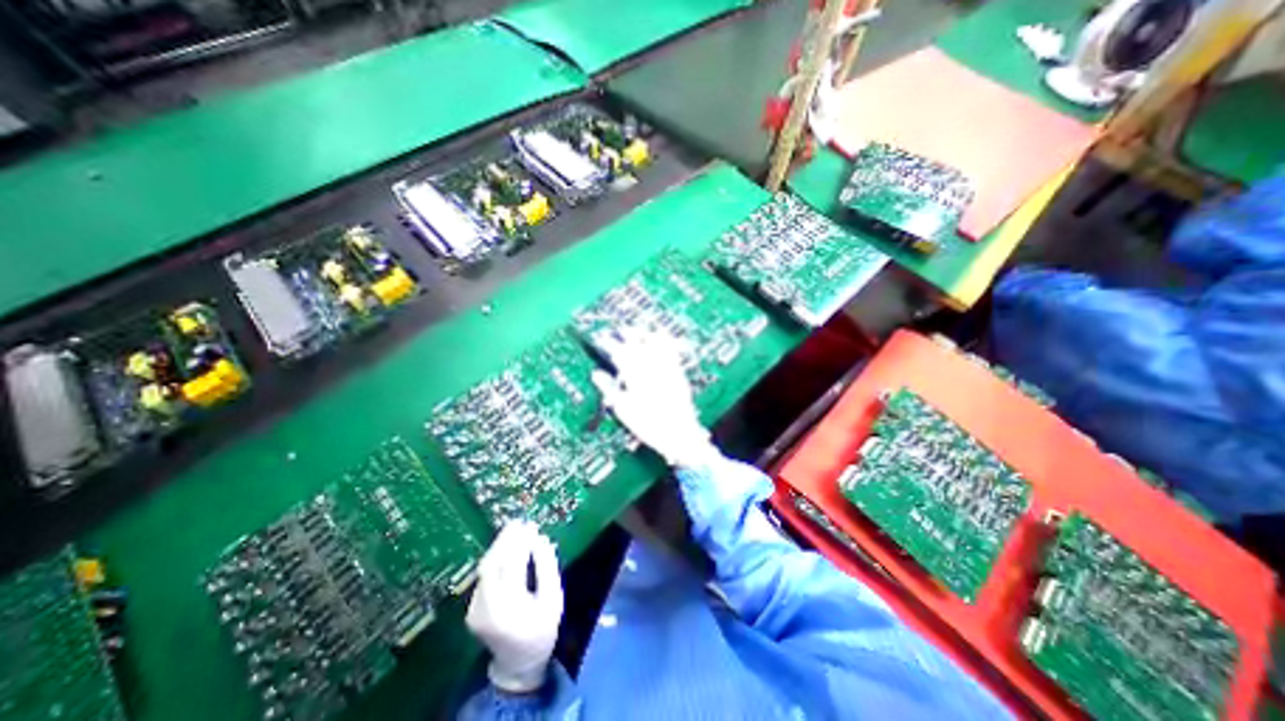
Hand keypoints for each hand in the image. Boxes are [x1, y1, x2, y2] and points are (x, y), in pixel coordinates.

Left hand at [464, 519, 560, 693]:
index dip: (521, 543)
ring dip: (499, 546)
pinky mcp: (471, 609)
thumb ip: (547, 567)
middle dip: (506, 540)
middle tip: (520, 521)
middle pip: (492, 563)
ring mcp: (474, 609)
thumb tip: (541, 539)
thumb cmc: (542, 629)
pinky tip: (506, 547)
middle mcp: (486, 608)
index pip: (512, 565)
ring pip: (484, 568)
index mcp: (509, 607)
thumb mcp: (553, 598)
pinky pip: (483, 576)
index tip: (531, 525)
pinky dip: (495, 558)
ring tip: (514, 529)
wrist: (518, 663)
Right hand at [591, 323, 720, 467]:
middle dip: (626, 334)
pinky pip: (671, 350)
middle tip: (617, 330)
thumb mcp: (623, 409)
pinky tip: (661, 335)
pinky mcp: (678, 371)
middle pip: (637, 343)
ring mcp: (666, 368)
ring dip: (644, 333)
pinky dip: (665, 340)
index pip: (618, 352)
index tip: (601, 339)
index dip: (608, 343)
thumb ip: (609, 389)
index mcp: (635, 376)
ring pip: (654, 342)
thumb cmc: (648, 425)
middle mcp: (651, 367)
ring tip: (637, 329)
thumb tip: (596, 374)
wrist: (679, 434)